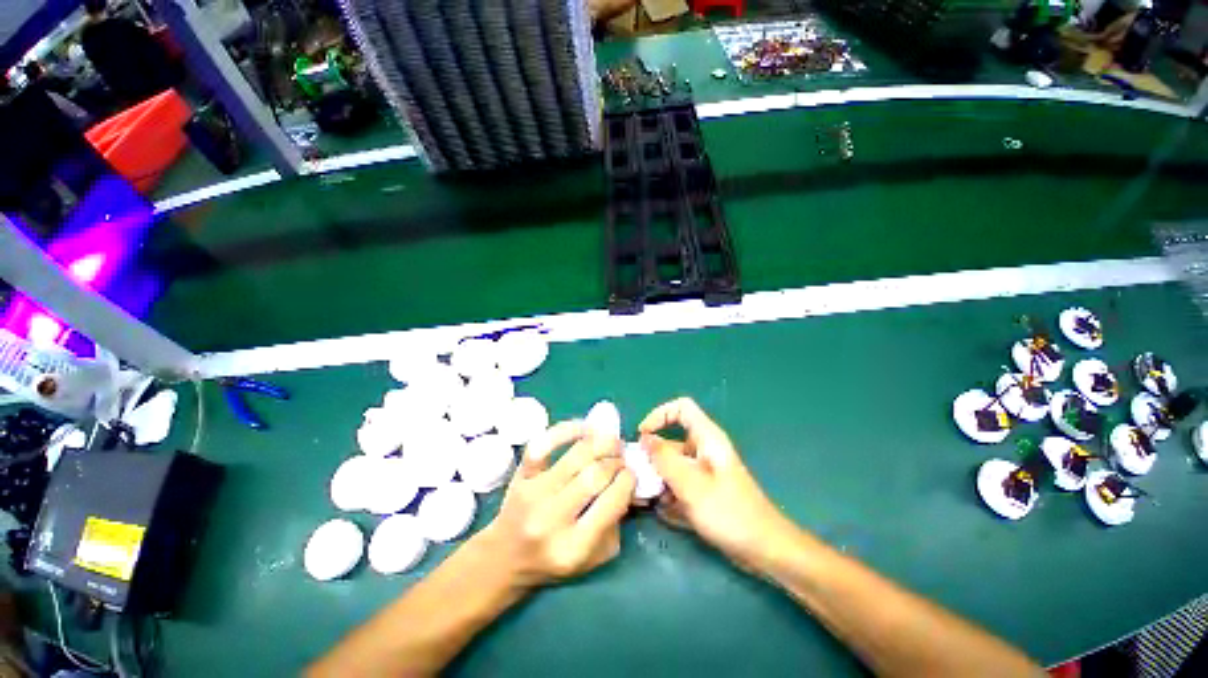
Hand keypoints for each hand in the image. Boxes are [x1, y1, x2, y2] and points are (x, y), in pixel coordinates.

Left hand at [475, 421, 635, 588]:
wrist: (506, 556)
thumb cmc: (553, 560)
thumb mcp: (593, 557)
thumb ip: (615, 523)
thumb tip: (629, 482)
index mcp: (573, 547)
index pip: (612, 501)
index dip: (628, 480)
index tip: (631, 473)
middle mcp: (551, 519)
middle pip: (595, 474)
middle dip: (616, 461)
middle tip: (621, 458)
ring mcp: (533, 493)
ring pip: (576, 455)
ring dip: (601, 443)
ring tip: (611, 442)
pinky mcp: (521, 475)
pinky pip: (544, 443)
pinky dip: (567, 430)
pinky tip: (585, 429)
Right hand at [639, 398, 794, 571]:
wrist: (764, 550)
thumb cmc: (729, 512)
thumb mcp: (691, 484)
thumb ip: (664, 459)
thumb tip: (644, 438)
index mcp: (707, 438)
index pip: (681, 408)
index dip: (659, 415)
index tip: (643, 435)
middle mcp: (704, 450)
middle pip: (672, 441)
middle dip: (654, 458)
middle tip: (640, 477)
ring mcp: (704, 472)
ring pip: (673, 466)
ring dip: (660, 481)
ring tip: (651, 500)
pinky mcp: (704, 491)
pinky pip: (680, 485)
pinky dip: (671, 495)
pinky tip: (666, 513)